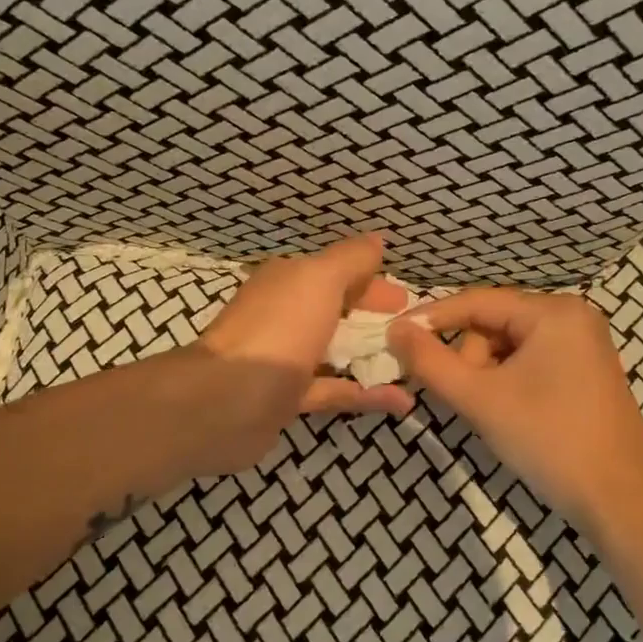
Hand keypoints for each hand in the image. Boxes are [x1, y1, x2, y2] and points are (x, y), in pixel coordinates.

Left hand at [185, 234, 414, 470]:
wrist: (227, 401)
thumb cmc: (279, 329)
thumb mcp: (320, 279)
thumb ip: (352, 259)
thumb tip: (377, 240)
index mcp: (288, 281)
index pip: (336, 273)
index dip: (372, 281)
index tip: (406, 300)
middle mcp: (284, 315)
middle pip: (338, 312)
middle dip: (375, 319)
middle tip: (415, 332)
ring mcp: (285, 359)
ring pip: (336, 352)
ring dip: (373, 356)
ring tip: (415, 364)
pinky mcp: (288, 398)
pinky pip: (335, 390)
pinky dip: (366, 394)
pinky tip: (402, 401)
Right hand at [388, 289, 642, 530]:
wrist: (619, 500)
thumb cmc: (548, 440)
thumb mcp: (480, 398)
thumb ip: (430, 361)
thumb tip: (394, 329)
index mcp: (553, 312)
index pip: (476, 302)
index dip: (431, 319)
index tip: (392, 336)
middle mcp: (572, 316)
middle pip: (493, 324)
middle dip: (470, 360)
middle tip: (467, 401)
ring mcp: (583, 344)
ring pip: (509, 346)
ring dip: (487, 376)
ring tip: (492, 414)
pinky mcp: (585, 371)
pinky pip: (530, 362)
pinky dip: (508, 383)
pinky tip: (510, 414)